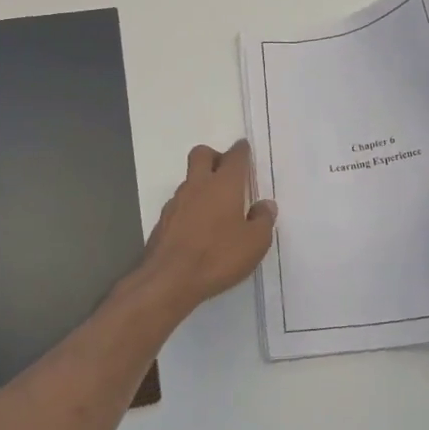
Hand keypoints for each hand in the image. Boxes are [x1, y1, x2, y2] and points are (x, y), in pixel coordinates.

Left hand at [133, 140, 277, 312]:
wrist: (169, 280)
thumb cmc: (218, 256)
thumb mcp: (255, 243)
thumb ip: (263, 220)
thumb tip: (265, 205)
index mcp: (224, 184)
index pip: (235, 156)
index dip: (241, 150)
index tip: (245, 149)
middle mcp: (198, 185)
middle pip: (202, 154)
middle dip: (215, 156)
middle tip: (227, 173)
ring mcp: (176, 202)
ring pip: (189, 180)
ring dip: (202, 184)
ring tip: (216, 207)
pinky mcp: (163, 221)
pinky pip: (180, 203)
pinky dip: (191, 207)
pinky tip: (199, 227)